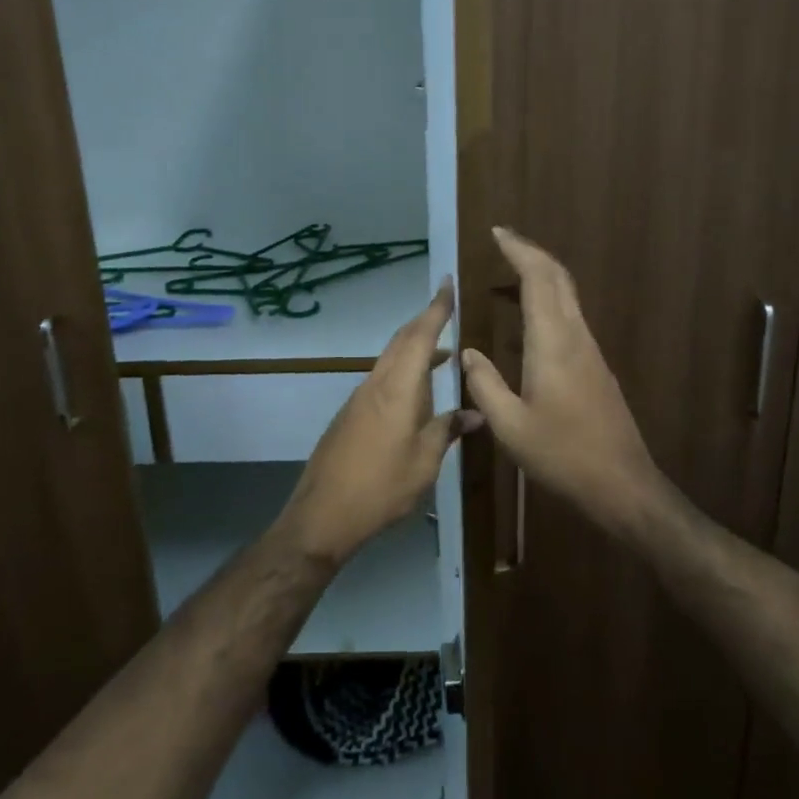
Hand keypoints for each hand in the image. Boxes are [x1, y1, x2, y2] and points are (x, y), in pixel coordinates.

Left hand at [278, 278, 480, 566]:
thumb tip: (476, 413)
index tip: (447, 283)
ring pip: (391, 358)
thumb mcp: (424, 463)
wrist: (322, 514)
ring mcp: (360, 398)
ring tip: (444, 353)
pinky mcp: (352, 414)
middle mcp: (376, 384)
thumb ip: (448, 431)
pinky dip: (404, 370)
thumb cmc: (380, 488)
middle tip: (449, 310)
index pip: (420, 336)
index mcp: (398, 389)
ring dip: (415, 347)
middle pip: (402, 340)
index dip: (436, 309)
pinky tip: (418, 391)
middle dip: (426, 321)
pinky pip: (383, 377)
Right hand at [461, 227, 668, 534]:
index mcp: (552, 342)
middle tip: (503, 241)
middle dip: (531, 252)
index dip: (519, 250)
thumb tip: (467, 353)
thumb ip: (485, 384)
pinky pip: (570, 314)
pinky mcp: (596, 364)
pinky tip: (531, 314)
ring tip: (511, 271)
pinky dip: (549, 297)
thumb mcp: (510, 426)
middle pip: (558, 277)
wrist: (621, 483)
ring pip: (567, 294)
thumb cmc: (562, 455)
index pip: (538, 278)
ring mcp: (590, 349)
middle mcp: (575, 335)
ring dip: (542, 273)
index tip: (497, 233)